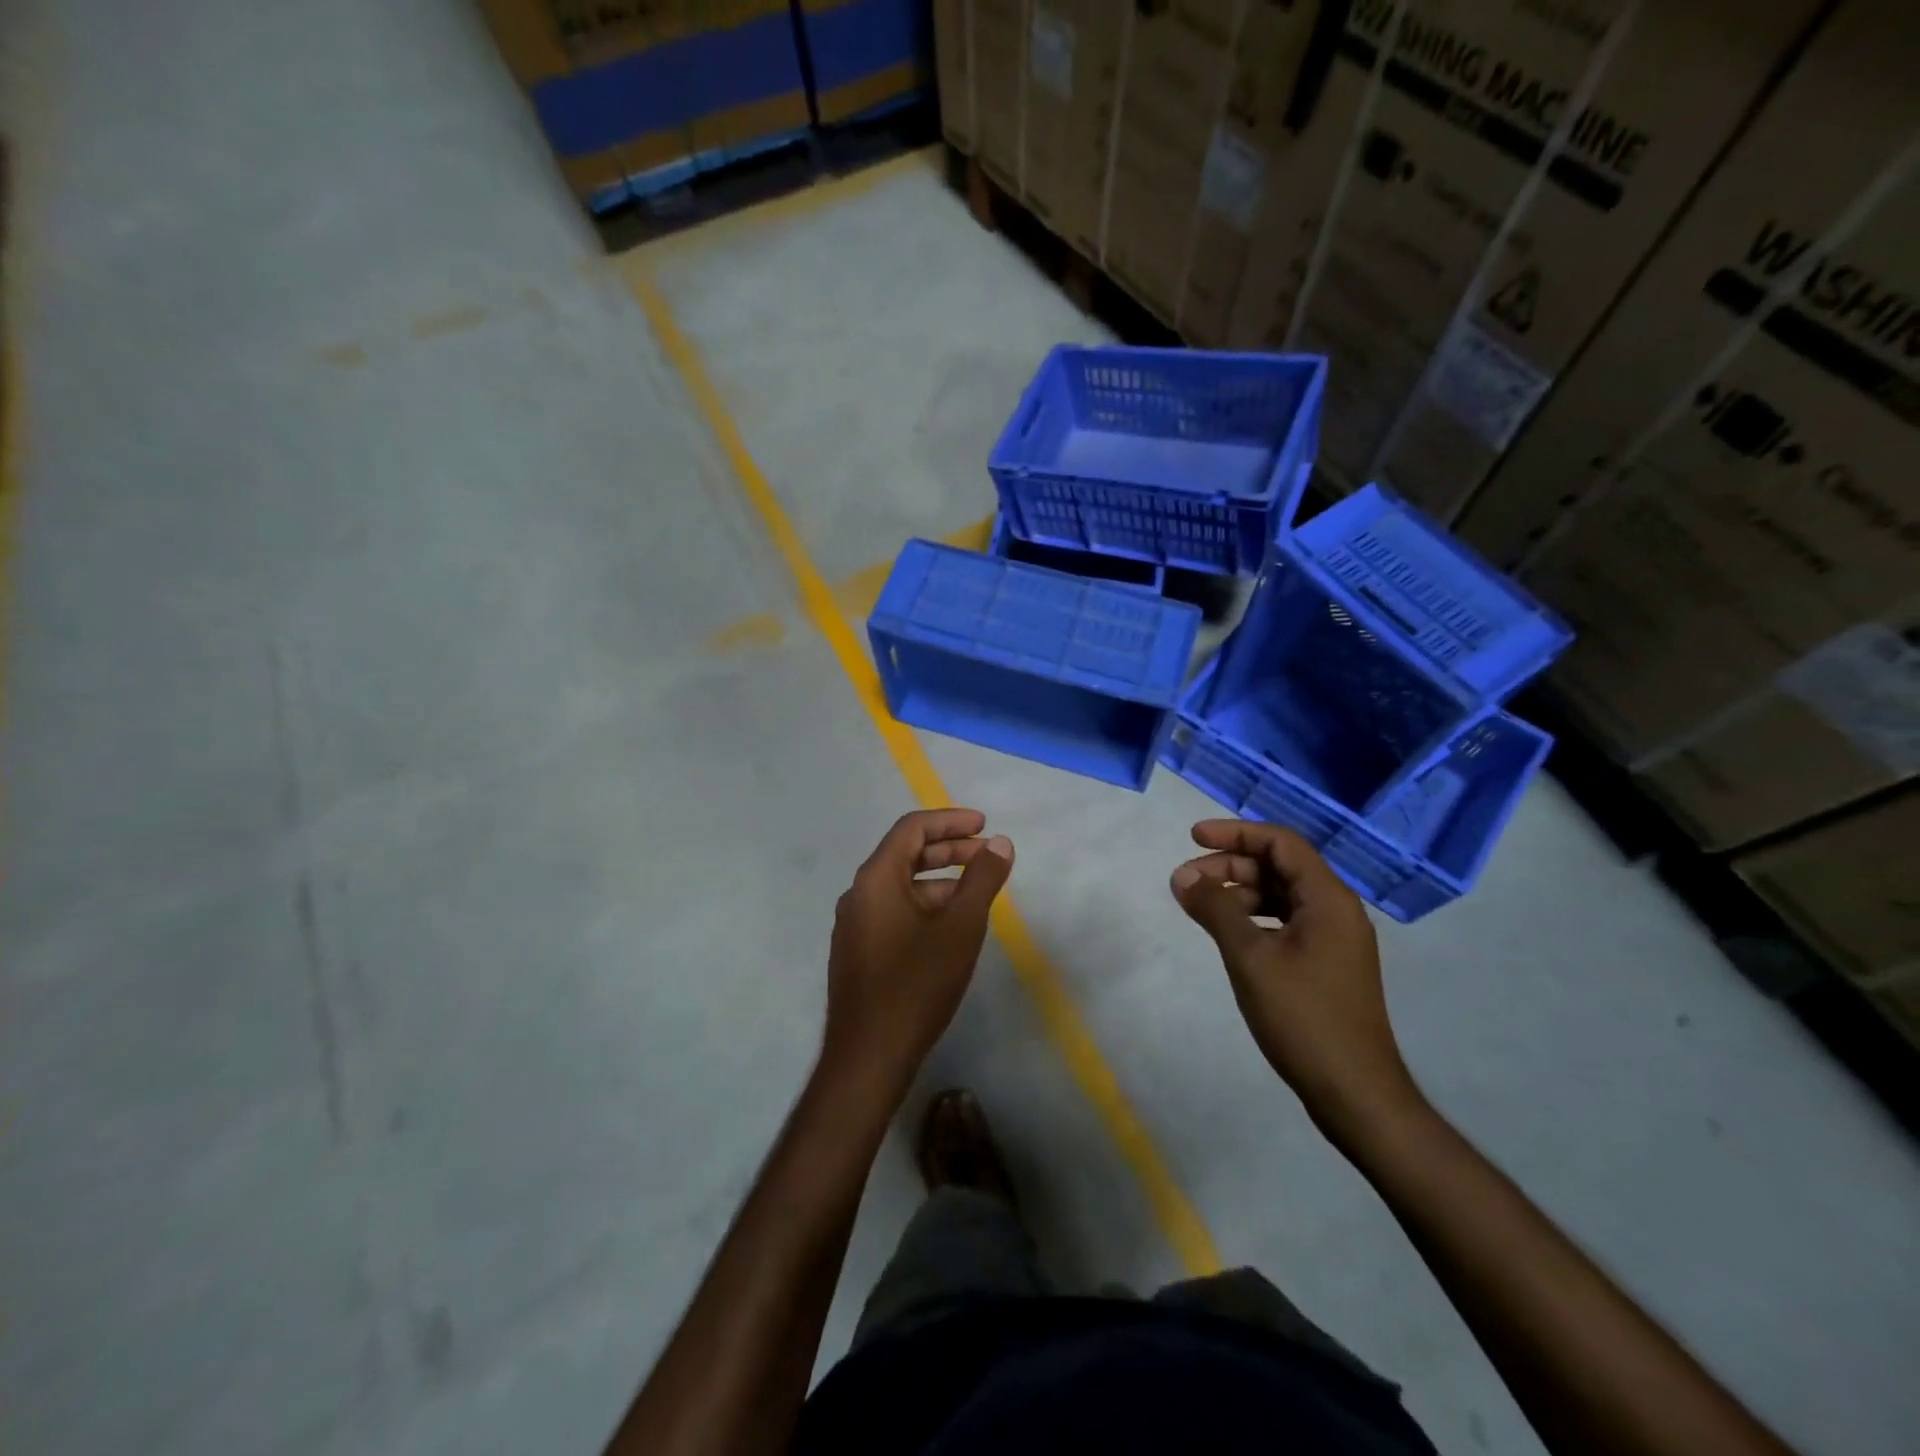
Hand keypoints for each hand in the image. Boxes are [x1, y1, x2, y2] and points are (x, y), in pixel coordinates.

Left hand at [822, 809, 1013, 1097]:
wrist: (869, 1056)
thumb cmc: (917, 984)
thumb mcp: (960, 927)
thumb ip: (982, 879)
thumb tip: (1000, 842)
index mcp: (876, 878)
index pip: (912, 828)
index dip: (951, 821)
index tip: (984, 825)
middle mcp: (858, 894)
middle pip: (905, 854)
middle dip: (949, 849)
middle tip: (988, 854)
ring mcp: (854, 924)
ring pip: (900, 886)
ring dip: (939, 879)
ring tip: (976, 891)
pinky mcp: (858, 951)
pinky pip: (893, 910)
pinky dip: (924, 904)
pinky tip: (949, 926)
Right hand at [1170, 820, 1419, 1139]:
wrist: (1354, 1092)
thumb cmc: (1303, 1017)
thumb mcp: (1250, 957)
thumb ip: (1216, 909)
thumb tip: (1183, 876)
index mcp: (1328, 899)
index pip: (1281, 843)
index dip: (1236, 833)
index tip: (1193, 837)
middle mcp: (1336, 910)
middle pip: (1280, 867)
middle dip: (1231, 866)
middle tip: (1187, 880)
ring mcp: (1334, 939)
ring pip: (1282, 895)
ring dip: (1240, 893)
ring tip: (1200, 907)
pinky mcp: (1327, 963)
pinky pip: (1287, 922)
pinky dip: (1254, 918)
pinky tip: (1228, 933)